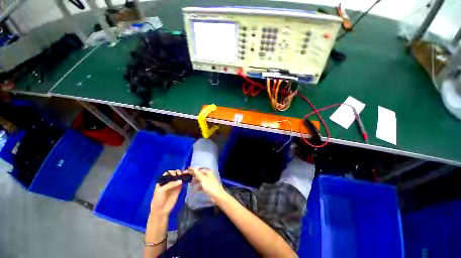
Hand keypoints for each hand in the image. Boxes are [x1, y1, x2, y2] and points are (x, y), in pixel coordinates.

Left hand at [150, 170, 184, 215]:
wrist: (161, 210)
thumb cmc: (158, 199)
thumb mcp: (161, 191)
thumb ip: (170, 184)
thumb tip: (180, 181)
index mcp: (162, 181)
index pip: (168, 173)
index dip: (171, 172)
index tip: (175, 174)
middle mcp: (169, 181)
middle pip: (174, 174)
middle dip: (177, 172)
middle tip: (180, 174)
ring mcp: (174, 185)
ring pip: (179, 177)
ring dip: (182, 174)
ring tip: (185, 174)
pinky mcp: (178, 188)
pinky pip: (182, 182)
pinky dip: (184, 179)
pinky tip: (187, 177)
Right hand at [189, 167, 226, 201]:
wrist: (218, 196)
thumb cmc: (210, 186)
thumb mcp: (203, 179)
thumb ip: (197, 173)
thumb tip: (192, 167)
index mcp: (207, 172)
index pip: (198, 169)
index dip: (192, 170)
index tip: (185, 172)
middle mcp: (208, 175)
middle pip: (199, 174)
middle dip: (193, 176)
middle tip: (186, 178)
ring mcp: (208, 180)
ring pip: (200, 179)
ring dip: (195, 182)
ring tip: (190, 185)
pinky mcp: (208, 186)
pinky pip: (201, 185)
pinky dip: (198, 186)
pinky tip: (195, 190)